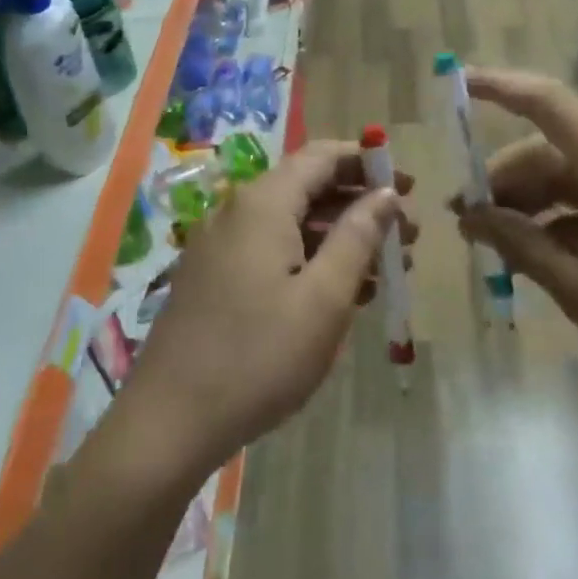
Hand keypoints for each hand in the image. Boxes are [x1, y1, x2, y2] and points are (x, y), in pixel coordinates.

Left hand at [120, 142, 410, 483]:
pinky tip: (342, 293)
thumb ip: (358, 237)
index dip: (367, 163)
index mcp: (263, 204)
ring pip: (291, 223)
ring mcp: (220, 245)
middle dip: (360, 205)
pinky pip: (271, 250)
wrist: (169, 421)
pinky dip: (310, 259)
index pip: (321, 157)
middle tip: (407, 236)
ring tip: (386, 269)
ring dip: (339, 237)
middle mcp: (237, 211)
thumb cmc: (258, 357)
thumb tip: (385, 194)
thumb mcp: (323, 299)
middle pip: (307, 188)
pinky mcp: (213, 277)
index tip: (408, 186)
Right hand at [455, 68, 577, 422]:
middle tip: (467, 218)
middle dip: (507, 178)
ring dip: (532, 201)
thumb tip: (471, 217)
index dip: (502, 87)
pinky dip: (564, 217)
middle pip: (556, 150)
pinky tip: (539, 252)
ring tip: (496, 241)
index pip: (552, 106)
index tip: (459, 83)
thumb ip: (521, 245)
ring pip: (574, 175)